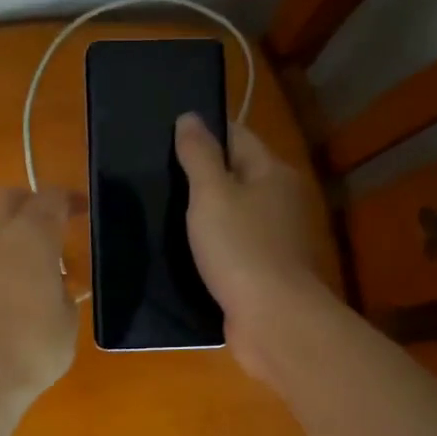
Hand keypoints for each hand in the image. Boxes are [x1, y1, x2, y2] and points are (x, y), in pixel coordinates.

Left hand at [0, 187, 80, 404]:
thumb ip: (62, 291)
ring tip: (29, 270)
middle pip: (7, 199)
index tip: (81, 210)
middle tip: (50, 226)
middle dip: (29, 203)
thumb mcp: (66, 321)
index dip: (68, 200)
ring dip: (8, 237)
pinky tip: (4, 295)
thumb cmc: (33, 350)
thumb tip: (52, 284)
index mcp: (30, 238)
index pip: (50, 199)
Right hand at [174, 114, 329, 376]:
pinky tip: (184, 252)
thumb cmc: (240, 249)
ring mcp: (275, 238)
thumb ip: (198, 155)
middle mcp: (280, 200)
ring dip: (204, 215)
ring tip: (161, 214)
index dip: (204, 133)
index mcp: (272, 172)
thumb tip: (189, 117)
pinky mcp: (264, 270)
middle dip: (201, 175)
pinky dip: (212, 246)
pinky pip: (233, 247)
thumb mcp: (211, 194)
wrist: (272, 319)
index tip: (167, 138)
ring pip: (233, 214)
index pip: (237, 136)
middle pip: (236, 175)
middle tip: (156, 177)